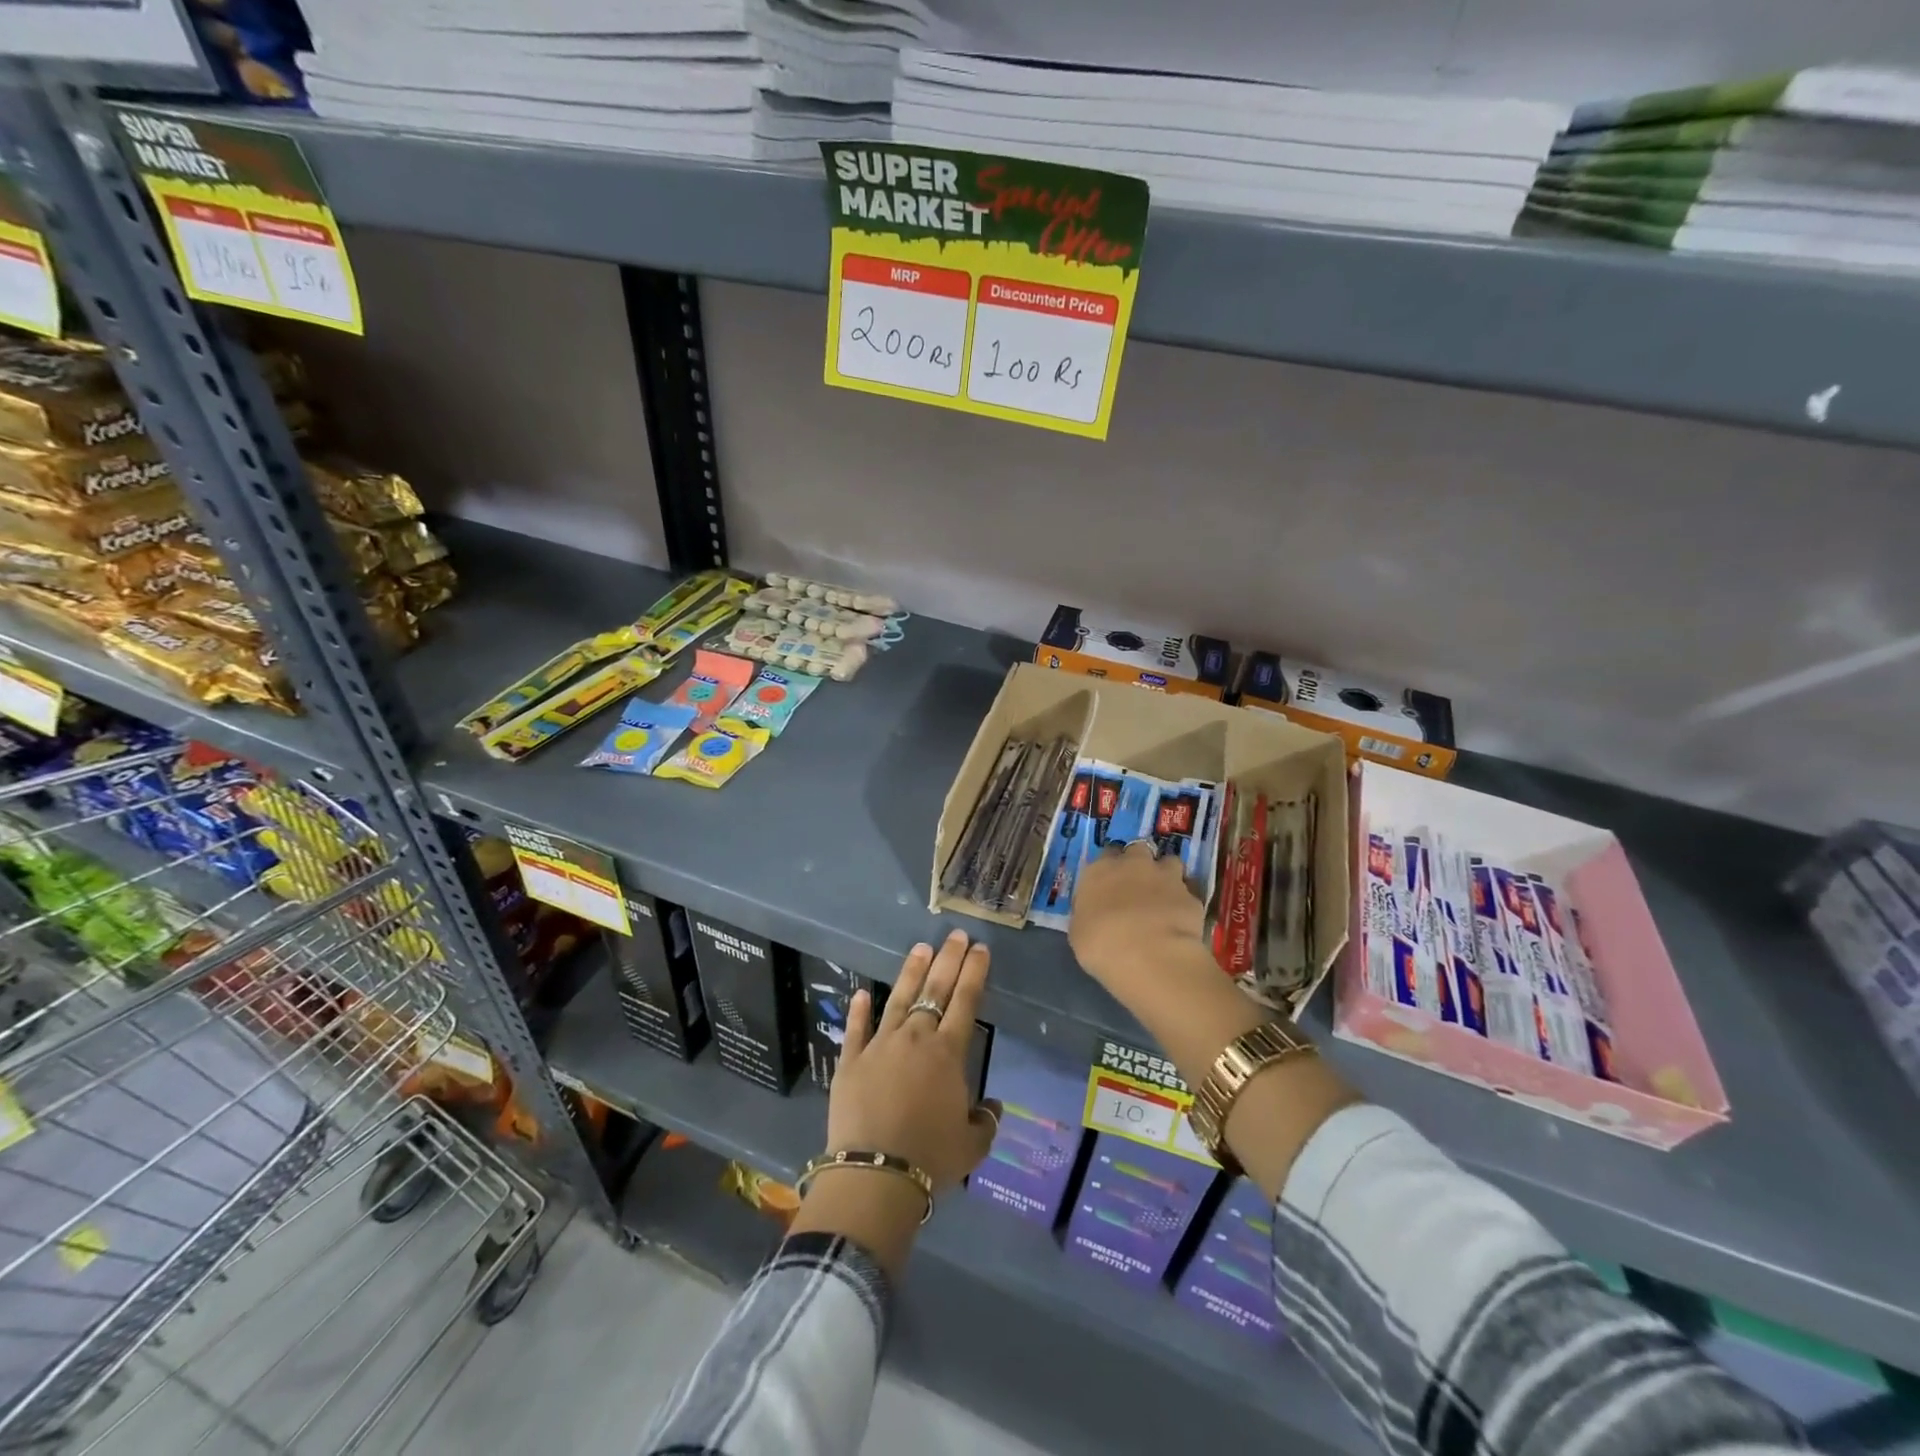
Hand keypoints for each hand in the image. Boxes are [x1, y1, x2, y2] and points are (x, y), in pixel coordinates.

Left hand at [826, 930, 999, 1192]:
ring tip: (920, 948)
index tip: (980, 948)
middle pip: (935, 990)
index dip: (974, 972)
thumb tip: (992, 1106)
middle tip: (955, 935)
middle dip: (948, 959)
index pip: (965, 1001)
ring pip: (899, 999)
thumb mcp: (972, 1145)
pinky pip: (856, 1029)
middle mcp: (915, 1038)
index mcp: (948, 1053)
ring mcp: (880, 1045)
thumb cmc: (932, 1157)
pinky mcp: (851, 1060)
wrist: (877, 1172)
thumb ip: (985, 1121)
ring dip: (911, 973)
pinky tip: (861, 993)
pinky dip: (859, 1010)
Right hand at [1070, 841, 1208, 1001]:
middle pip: (1138, 850)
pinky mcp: (1190, 896)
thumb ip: (1088, 914)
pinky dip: (1183, 904)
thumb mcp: (1079, 932)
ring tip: (1163, 897)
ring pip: (1169, 863)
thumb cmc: (1101, 944)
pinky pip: (1187, 894)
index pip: (1105, 855)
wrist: (1149, 955)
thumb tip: (1095, 914)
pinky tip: (1179, 921)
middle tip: (1137, 885)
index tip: (1109, 884)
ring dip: (1166, 875)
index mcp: (1100, 870)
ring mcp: (1165, 877)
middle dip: (1139, 863)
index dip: (1109, 868)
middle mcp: (1133, 865)